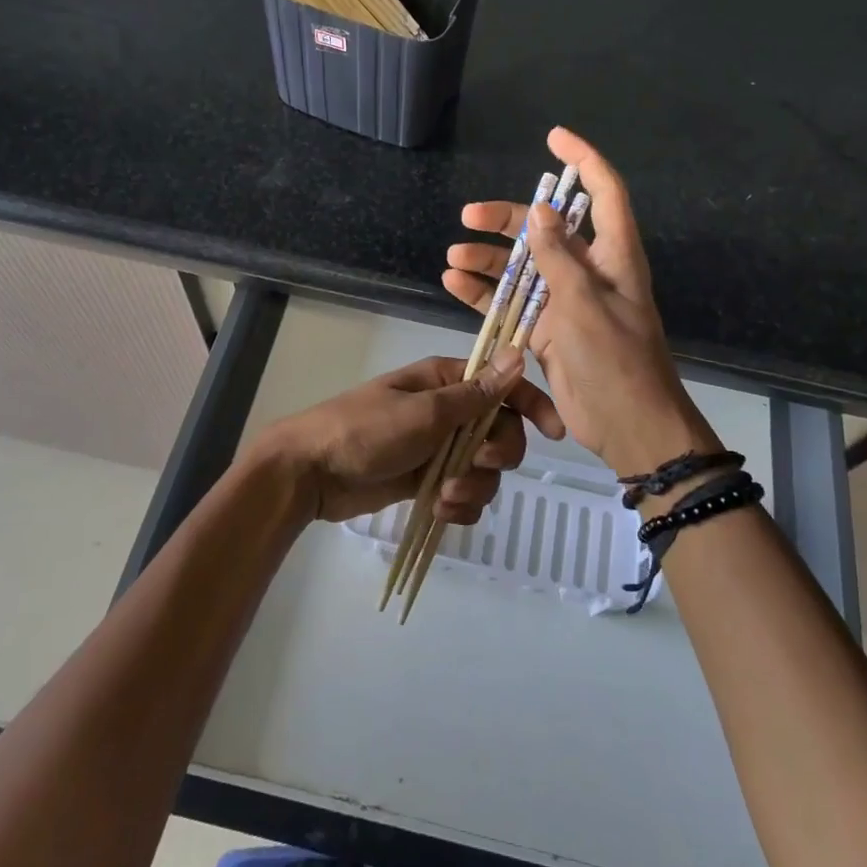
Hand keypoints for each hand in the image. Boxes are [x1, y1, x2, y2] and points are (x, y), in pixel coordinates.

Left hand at [255, 351, 563, 524]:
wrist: (311, 472)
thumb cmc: (366, 431)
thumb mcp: (425, 412)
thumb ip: (476, 394)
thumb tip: (517, 354)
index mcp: (447, 382)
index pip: (504, 386)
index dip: (533, 405)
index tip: (554, 434)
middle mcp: (448, 412)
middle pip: (502, 432)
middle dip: (496, 456)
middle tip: (474, 465)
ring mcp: (439, 448)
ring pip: (486, 470)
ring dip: (475, 488)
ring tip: (444, 497)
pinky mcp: (428, 480)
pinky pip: (465, 495)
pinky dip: (460, 507)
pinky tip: (441, 512)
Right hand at [444, 126, 719, 477]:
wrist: (628, 427)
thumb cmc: (616, 361)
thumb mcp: (585, 304)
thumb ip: (559, 257)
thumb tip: (539, 212)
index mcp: (613, 256)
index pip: (603, 193)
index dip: (582, 160)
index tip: (553, 138)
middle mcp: (589, 271)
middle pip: (546, 229)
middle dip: (507, 219)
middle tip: (468, 217)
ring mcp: (566, 301)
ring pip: (522, 267)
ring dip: (488, 260)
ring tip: (453, 258)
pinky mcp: (547, 330)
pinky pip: (513, 302)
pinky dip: (486, 293)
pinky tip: (455, 285)